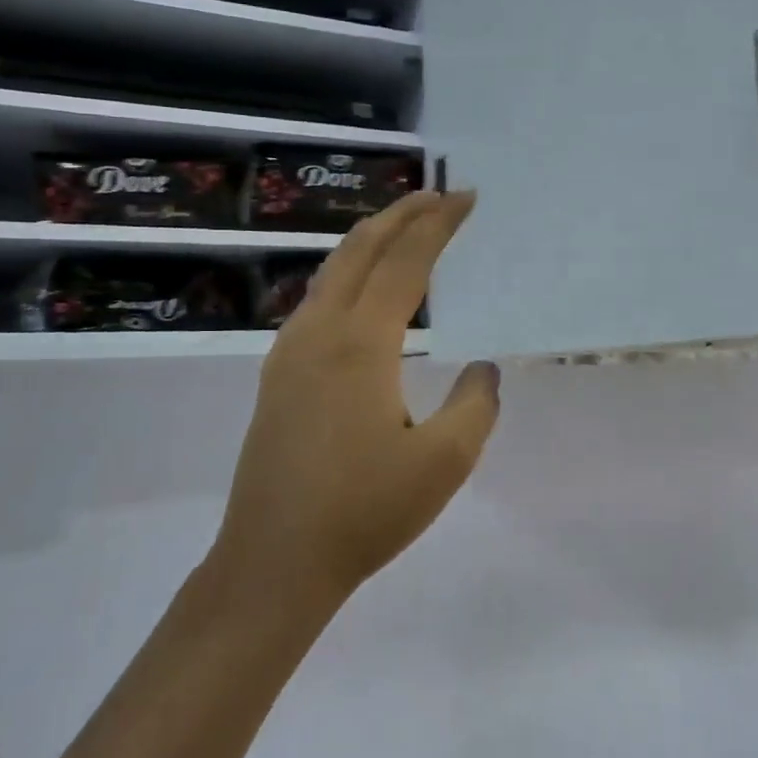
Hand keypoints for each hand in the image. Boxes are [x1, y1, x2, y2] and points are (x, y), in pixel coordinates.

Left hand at [213, 191, 501, 604]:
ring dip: (370, 242)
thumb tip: (483, 370)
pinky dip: (348, 275)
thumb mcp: (444, 462)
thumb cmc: (364, 512)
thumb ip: (475, 405)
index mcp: (360, 343)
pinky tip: (361, 294)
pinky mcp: (278, 376)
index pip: (405, 262)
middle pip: (360, 250)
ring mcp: (289, 353)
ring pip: (332, 272)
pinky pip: (316, 301)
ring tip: (403, 230)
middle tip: (439, 196)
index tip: (466, 198)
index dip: (438, 224)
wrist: (274, 561)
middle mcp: (319, 332)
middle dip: (401, 215)